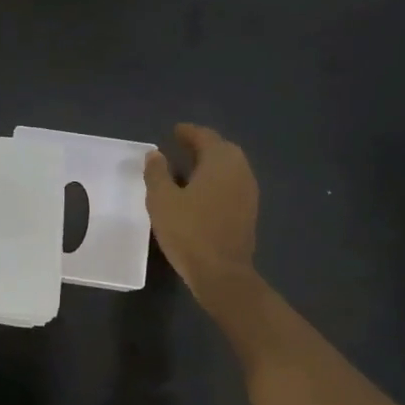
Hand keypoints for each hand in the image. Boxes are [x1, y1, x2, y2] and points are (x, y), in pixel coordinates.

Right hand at [143, 124, 258, 306]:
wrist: (221, 273)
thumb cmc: (188, 231)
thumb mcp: (162, 200)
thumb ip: (157, 173)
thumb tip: (155, 154)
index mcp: (220, 161)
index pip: (205, 137)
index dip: (188, 132)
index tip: (174, 131)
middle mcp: (240, 170)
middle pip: (221, 149)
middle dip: (201, 146)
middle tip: (180, 147)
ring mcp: (248, 192)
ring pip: (228, 168)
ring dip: (209, 164)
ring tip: (187, 169)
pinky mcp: (248, 211)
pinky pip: (231, 185)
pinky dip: (216, 181)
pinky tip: (200, 192)